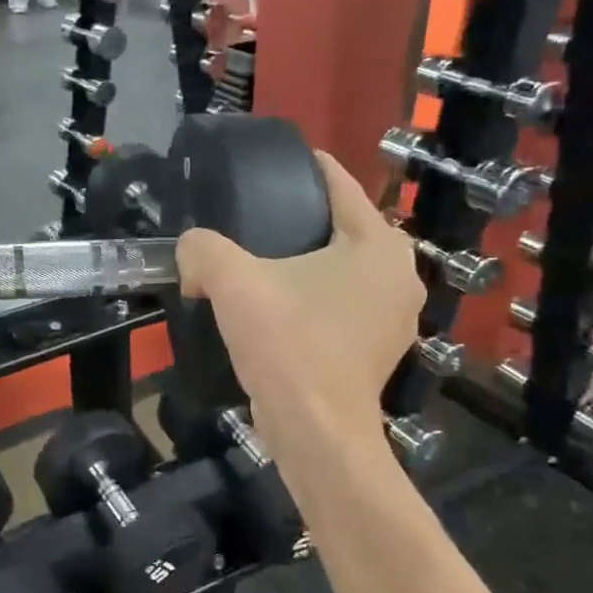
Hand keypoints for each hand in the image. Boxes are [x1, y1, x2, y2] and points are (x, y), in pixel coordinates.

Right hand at [175, 153, 420, 470]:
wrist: (316, 431)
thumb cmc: (287, 345)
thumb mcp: (233, 283)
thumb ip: (203, 249)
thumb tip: (191, 252)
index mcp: (378, 245)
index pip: (342, 186)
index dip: (308, 168)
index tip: (278, 162)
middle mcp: (401, 275)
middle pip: (345, 228)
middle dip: (305, 219)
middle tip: (257, 219)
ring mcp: (396, 317)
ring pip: (346, 269)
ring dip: (311, 263)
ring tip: (264, 263)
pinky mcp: (380, 350)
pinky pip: (345, 304)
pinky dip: (318, 298)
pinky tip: (282, 308)